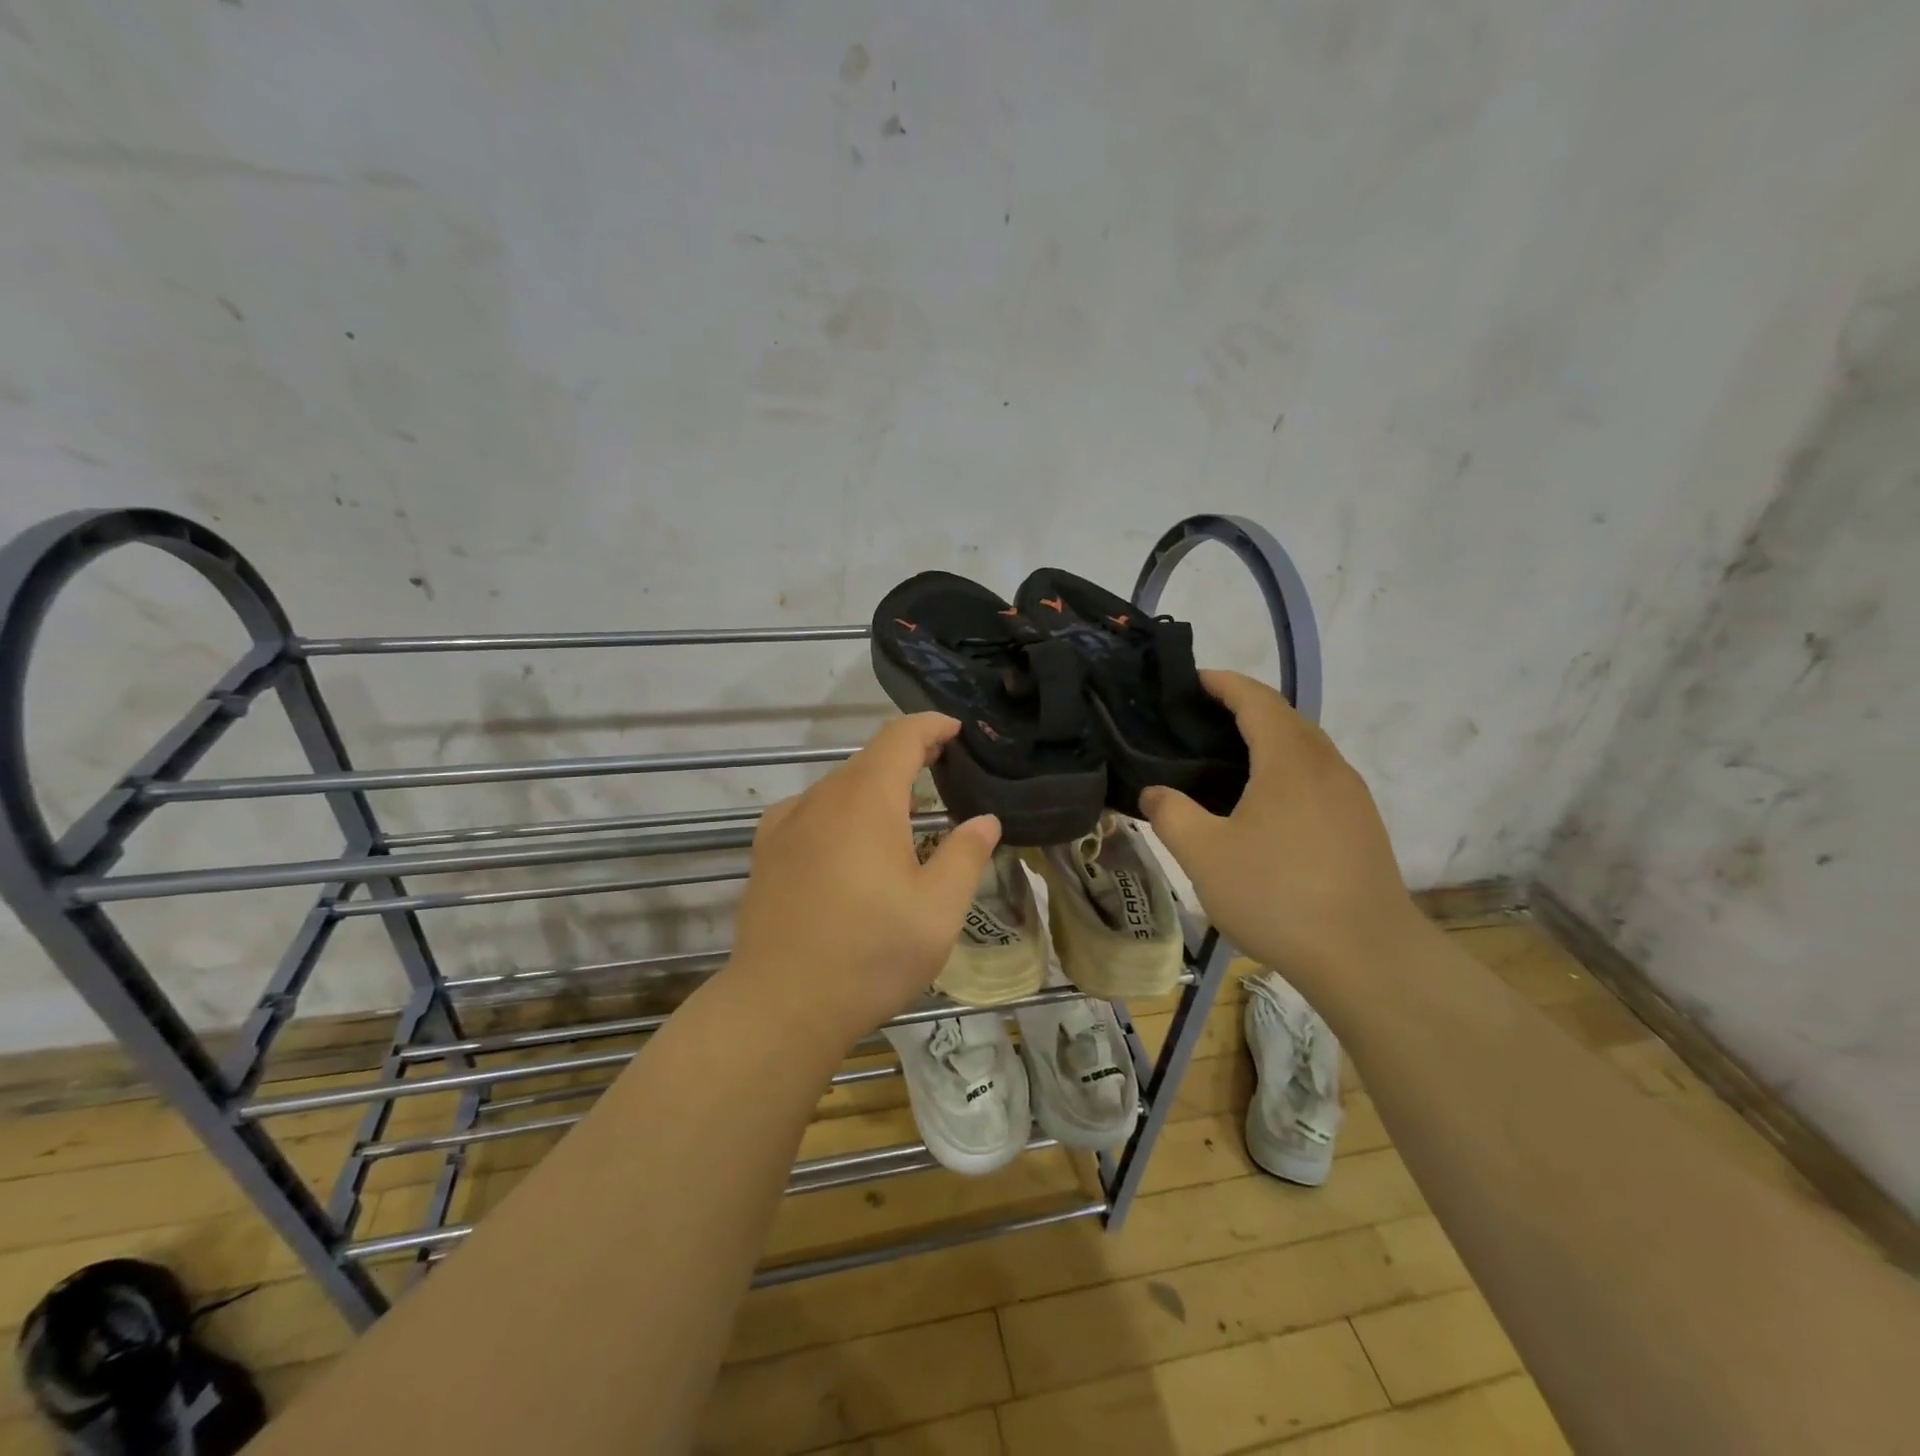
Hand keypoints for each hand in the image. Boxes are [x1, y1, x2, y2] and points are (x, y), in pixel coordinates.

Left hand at [727, 714, 1001, 1047]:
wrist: (780, 1005)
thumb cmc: (870, 954)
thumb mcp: (938, 910)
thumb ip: (965, 855)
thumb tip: (984, 820)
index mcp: (867, 800)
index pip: (901, 737)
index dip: (932, 725)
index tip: (957, 730)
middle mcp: (822, 798)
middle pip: (869, 759)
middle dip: (909, 757)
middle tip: (943, 773)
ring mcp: (787, 824)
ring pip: (839, 786)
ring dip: (875, 787)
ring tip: (904, 815)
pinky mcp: (766, 851)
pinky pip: (810, 811)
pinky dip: (839, 811)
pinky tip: (848, 841)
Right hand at [1142, 671, 1424, 988]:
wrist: (1367, 956)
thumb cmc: (1278, 894)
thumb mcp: (1204, 855)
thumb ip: (1171, 814)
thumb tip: (1156, 793)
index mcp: (1290, 759)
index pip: (1256, 699)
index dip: (1223, 683)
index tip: (1192, 680)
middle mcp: (1327, 766)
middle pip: (1285, 719)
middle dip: (1244, 709)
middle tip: (1198, 724)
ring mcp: (1351, 797)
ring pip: (1306, 751)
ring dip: (1268, 742)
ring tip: (1225, 763)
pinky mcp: (1361, 828)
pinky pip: (1318, 779)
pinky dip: (1285, 773)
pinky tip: (1263, 808)